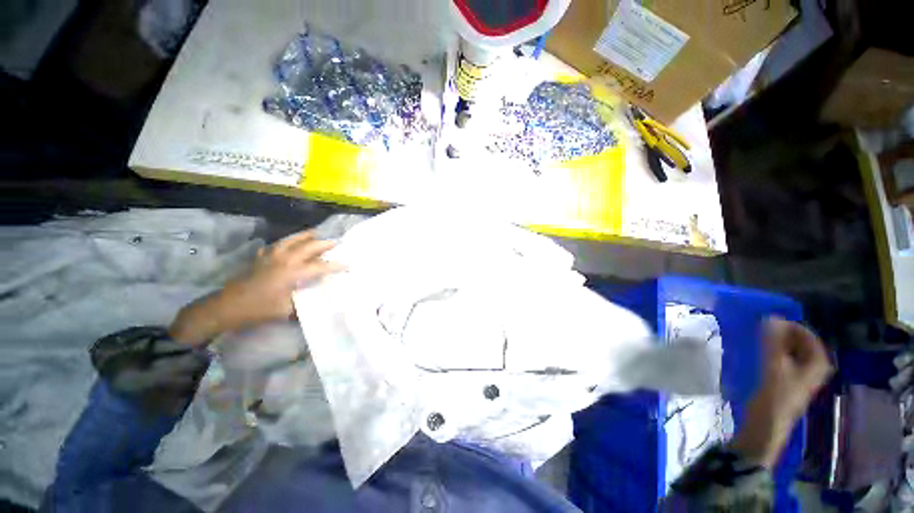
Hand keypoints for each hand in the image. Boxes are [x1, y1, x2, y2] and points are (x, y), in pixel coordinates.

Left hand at [169, 231, 340, 345]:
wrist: (227, 307)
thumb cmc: (259, 309)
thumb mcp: (286, 311)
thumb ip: (304, 303)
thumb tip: (318, 302)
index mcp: (293, 273)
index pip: (320, 267)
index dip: (335, 266)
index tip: (348, 265)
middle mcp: (284, 260)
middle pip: (307, 247)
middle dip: (323, 244)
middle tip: (335, 242)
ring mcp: (271, 257)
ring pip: (290, 241)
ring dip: (304, 236)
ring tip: (314, 232)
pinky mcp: (260, 259)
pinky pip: (275, 246)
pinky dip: (284, 243)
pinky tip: (286, 245)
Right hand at [729, 318, 831, 467]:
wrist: (767, 424)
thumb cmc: (775, 395)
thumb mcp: (774, 366)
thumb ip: (773, 341)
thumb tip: (770, 317)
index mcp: (818, 363)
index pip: (807, 334)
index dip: (788, 325)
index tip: (767, 320)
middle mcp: (814, 366)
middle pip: (799, 342)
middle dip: (781, 333)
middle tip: (759, 328)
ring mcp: (801, 374)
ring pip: (790, 350)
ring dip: (775, 342)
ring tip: (756, 338)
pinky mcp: (788, 380)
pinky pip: (783, 358)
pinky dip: (772, 351)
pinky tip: (758, 352)